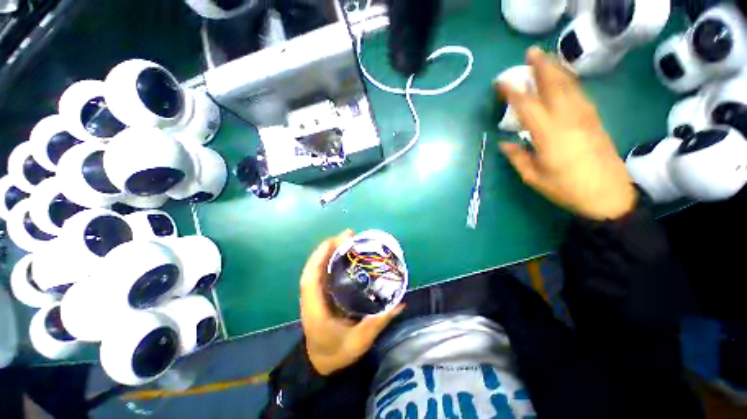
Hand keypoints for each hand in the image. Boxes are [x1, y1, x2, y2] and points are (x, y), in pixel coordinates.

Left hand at [300, 230, 404, 375]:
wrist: (321, 364)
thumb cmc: (337, 353)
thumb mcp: (359, 341)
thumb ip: (378, 322)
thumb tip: (399, 303)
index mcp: (316, 310)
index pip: (311, 279)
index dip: (319, 257)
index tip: (335, 241)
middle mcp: (311, 299)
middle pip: (314, 268)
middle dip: (328, 248)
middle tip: (348, 234)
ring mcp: (315, 295)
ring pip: (318, 268)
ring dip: (329, 251)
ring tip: (347, 239)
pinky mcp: (321, 294)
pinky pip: (323, 273)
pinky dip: (330, 260)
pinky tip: (343, 254)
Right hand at [495, 47, 636, 220]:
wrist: (609, 195)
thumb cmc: (566, 189)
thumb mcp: (534, 177)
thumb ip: (518, 157)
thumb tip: (504, 143)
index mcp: (549, 135)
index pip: (527, 106)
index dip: (513, 92)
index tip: (501, 83)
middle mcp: (568, 119)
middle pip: (554, 85)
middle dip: (541, 67)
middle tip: (530, 53)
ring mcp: (585, 117)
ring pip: (570, 85)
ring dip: (557, 69)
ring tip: (546, 59)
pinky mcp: (595, 120)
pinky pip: (580, 94)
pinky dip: (569, 82)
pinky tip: (564, 80)